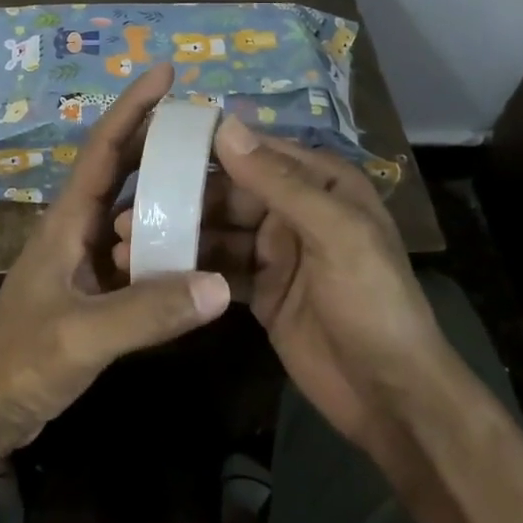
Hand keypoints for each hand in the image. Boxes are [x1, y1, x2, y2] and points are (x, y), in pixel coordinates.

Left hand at [0, 62, 231, 456]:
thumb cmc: (22, 359)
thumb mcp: (83, 334)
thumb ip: (148, 311)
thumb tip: (219, 285)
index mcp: (68, 219)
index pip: (105, 148)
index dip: (133, 106)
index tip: (166, 71)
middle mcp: (78, 227)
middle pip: (123, 169)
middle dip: (158, 138)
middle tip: (207, 123)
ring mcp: (86, 258)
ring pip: (134, 210)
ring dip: (167, 190)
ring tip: (214, 178)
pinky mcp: (95, 288)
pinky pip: (139, 252)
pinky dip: (166, 241)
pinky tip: (199, 247)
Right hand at [116, 116, 444, 459]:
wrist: (391, 397)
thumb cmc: (371, 301)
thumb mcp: (333, 233)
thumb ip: (278, 180)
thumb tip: (224, 125)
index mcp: (321, 183)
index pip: (256, 151)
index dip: (208, 148)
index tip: (153, 147)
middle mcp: (296, 208)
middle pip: (230, 192)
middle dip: (184, 199)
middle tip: (133, 208)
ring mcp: (277, 250)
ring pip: (219, 230)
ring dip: (179, 234)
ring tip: (130, 240)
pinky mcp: (262, 288)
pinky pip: (220, 266)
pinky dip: (190, 266)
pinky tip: (153, 271)